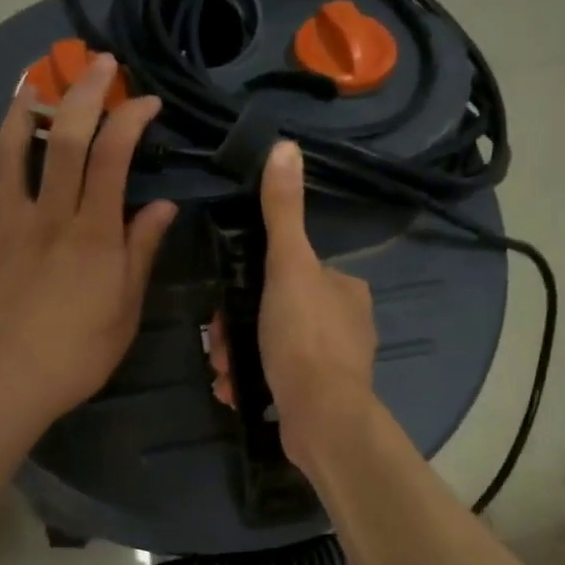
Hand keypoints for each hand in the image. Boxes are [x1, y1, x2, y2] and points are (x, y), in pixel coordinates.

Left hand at [0, 54, 176, 440]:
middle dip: (85, 93)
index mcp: (94, 233)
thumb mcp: (125, 310)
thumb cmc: (76, 355)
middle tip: (99, 64)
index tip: (146, 101)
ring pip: (13, 152)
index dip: (131, 119)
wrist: (4, 383)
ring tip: (36, 85)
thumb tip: (164, 207)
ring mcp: (6, 224)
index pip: (114, 157)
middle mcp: (50, 216)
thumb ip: (141, 253)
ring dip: (26, 111)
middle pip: (67, 139)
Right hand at [208, 141, 378, 471]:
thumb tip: (286, 146)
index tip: (227, 303)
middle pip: (276, 312)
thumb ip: (283, 212)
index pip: (291, 273)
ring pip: (272, 347)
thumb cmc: (303, 337)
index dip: (253, 285)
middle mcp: (346, 324)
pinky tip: (235, 390)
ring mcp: (334, 365)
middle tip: (218, 344)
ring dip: (238, 355)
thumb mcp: (288, 266)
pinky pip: (277, 380)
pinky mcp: (320, 398)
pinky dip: (252, 381)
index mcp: (345, 289)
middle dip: (238, 328)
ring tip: (224, 372)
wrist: (321, 418)